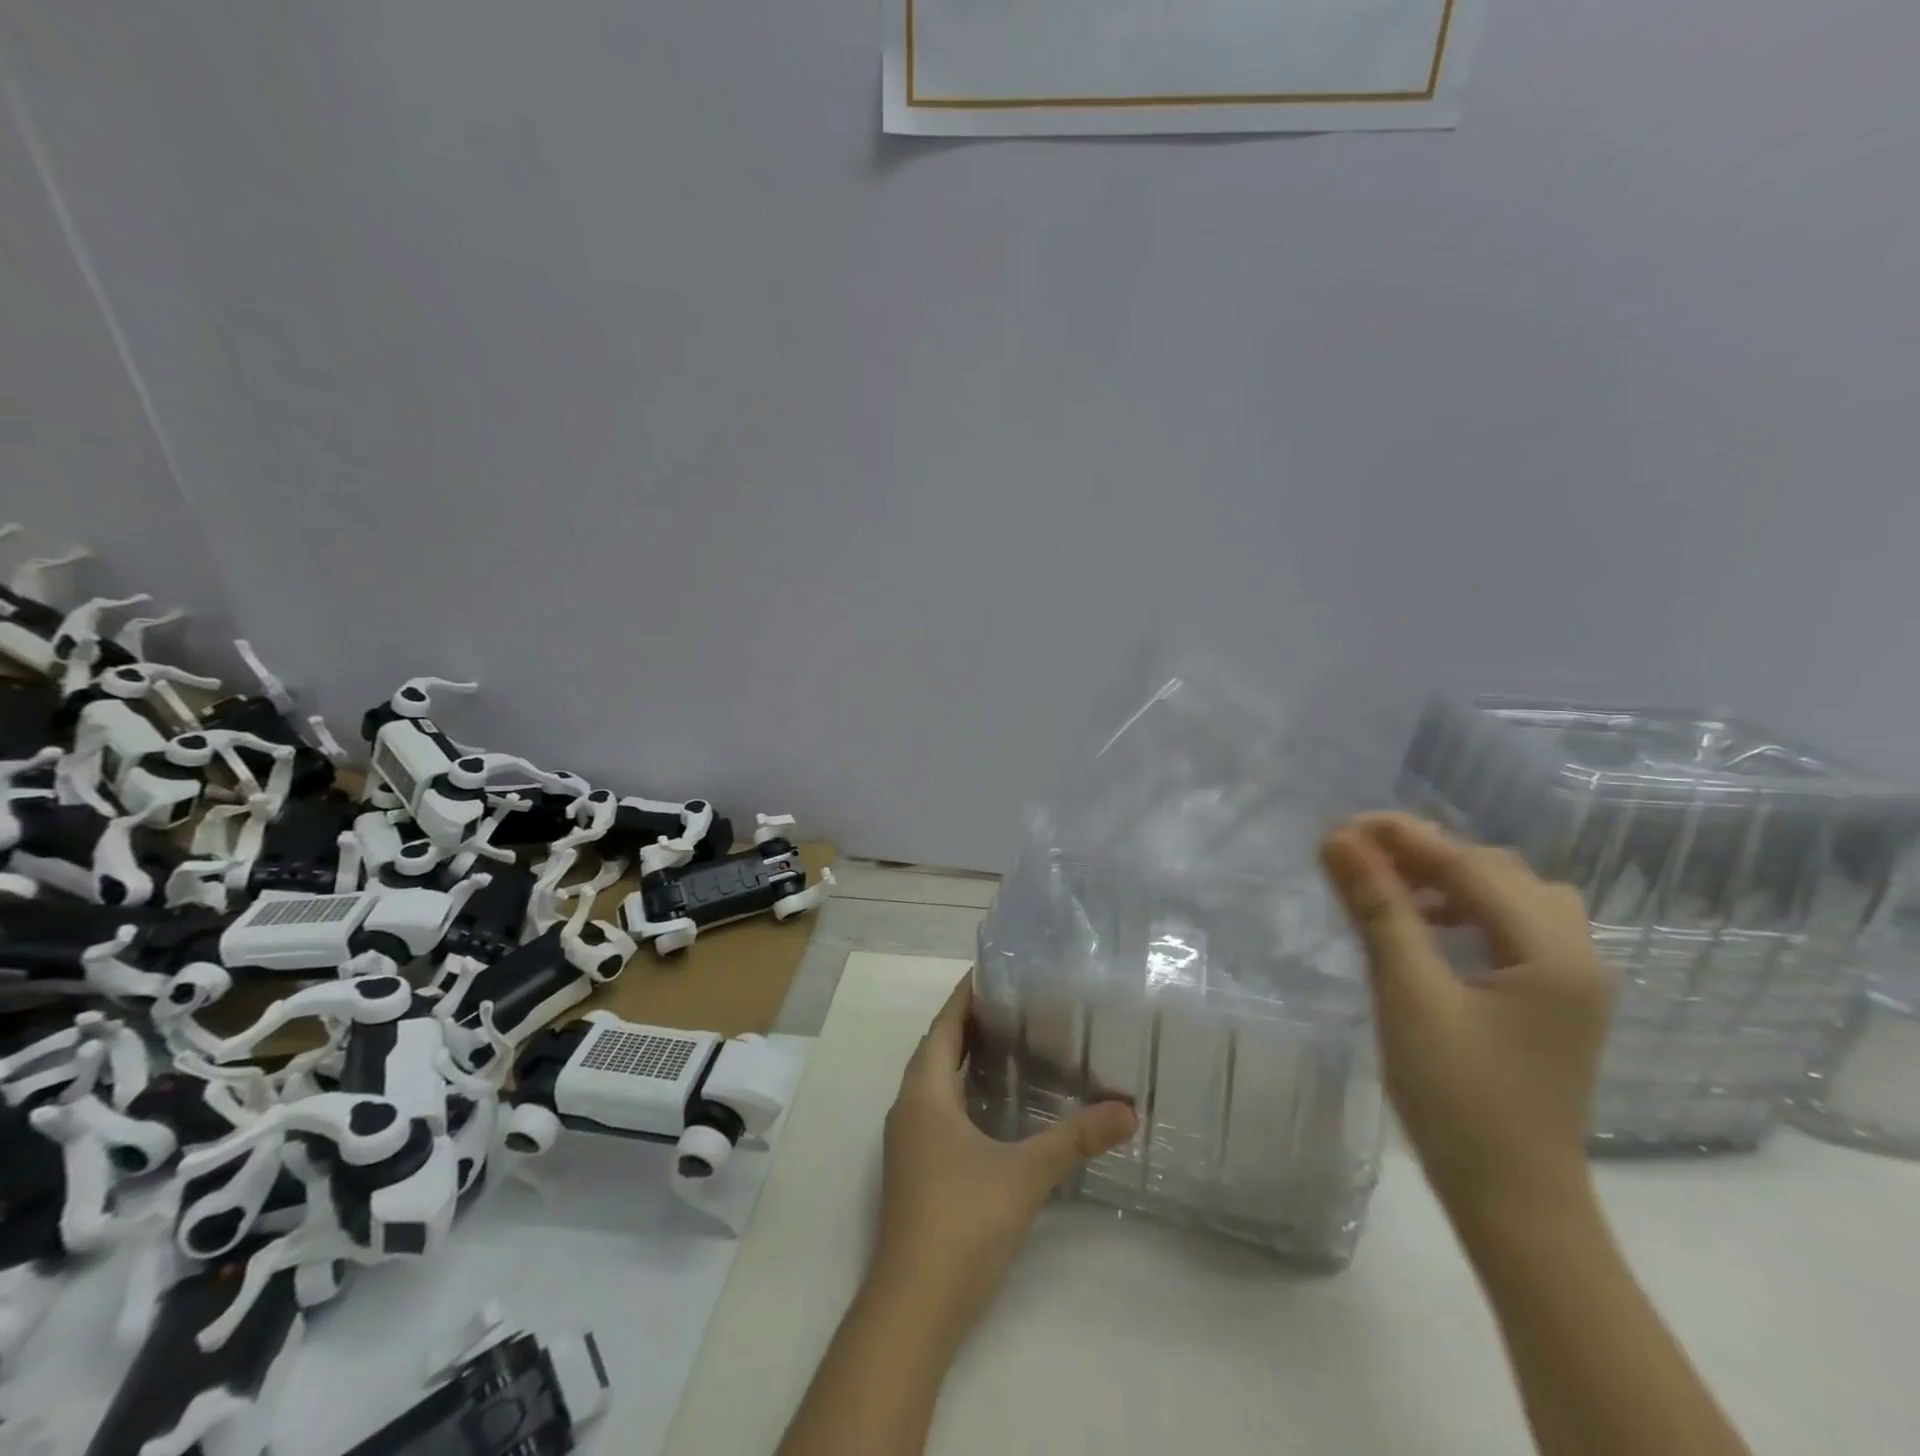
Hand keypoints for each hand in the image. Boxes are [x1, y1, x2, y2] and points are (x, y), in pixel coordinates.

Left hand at [873, 977, 1136, 1333]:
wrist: (913, 1307)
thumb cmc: (962, 1221)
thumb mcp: (1025, 1174)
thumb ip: (1075, 1139)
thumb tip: (1128, 1110)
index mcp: (924, 1091)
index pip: (944, 1025)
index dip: (965, 996)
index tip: (995, 971)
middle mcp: (908, 1106)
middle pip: (938, 1048)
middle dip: (970, 1023)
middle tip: (1015, 1003)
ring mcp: (907, 1141)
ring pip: (935, 1081)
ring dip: (964, 1059)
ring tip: (1010, 1044)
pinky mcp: (915, 1169)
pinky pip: (937, 1109)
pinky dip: (962, 1092)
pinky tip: (995, 1107)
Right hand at [1320, 813, 1611, 1221]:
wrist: (1514, 1201)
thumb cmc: (1458, 1098)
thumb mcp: (1408, 994)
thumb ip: (1379, 909)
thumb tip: (1338, 840)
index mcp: (1552, 950)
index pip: (1469, 865)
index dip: (1402, 838)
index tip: (1339, 825)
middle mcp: (1577, 953)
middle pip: (1497, 871)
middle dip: (1425, 853)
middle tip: (1357, 856)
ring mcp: (1571, 978)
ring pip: (1509, 896)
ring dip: (1448, 879)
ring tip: (1391, 887)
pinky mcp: (1553, 999)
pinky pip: (1512, 927)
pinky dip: (1465, 910)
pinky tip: (1426, 928)